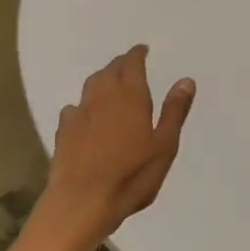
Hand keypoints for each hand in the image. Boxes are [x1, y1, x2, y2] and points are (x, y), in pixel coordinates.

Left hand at [35, 45, 195, 248]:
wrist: (82, 201)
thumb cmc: (131, 175)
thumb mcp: (164, 146)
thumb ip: (174, 111)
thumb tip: (185, 79)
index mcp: (130, 96)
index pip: (132, 64)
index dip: (137, 54)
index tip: (142, 49)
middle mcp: (102, 96)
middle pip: (109, 70)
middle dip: (120, 64)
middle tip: (129, 64)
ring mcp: (80, 113)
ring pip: (90, 85)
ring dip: (101, 79)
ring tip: (109, 82)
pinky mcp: (64, 131)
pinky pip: (74, 108)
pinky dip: (83, 104)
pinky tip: (85, 114)